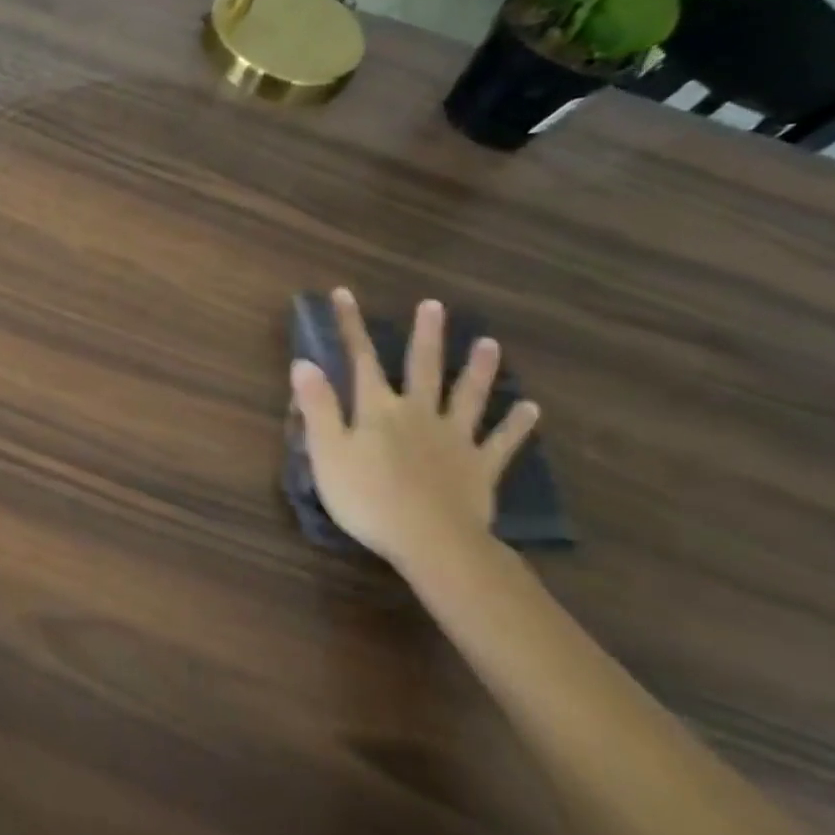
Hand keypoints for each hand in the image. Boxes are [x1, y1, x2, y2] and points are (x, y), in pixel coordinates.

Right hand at [291, 289, 539, 568]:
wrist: (430, 540)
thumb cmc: (367, 497)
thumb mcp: (327, 452)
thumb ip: (318, 406)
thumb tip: (304, 362)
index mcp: (378, 409)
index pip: (361, 359)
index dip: (351, 326)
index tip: (345, 294)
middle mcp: (419, 413)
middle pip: (423, 368)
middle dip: (426, 336)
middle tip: (434, 305)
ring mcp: (454, 438)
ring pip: (468, 396)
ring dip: (478, 370)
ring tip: (490, 344)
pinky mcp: (480, 466)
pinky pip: (502, 442)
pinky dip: (516, 425)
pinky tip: (531, 409)